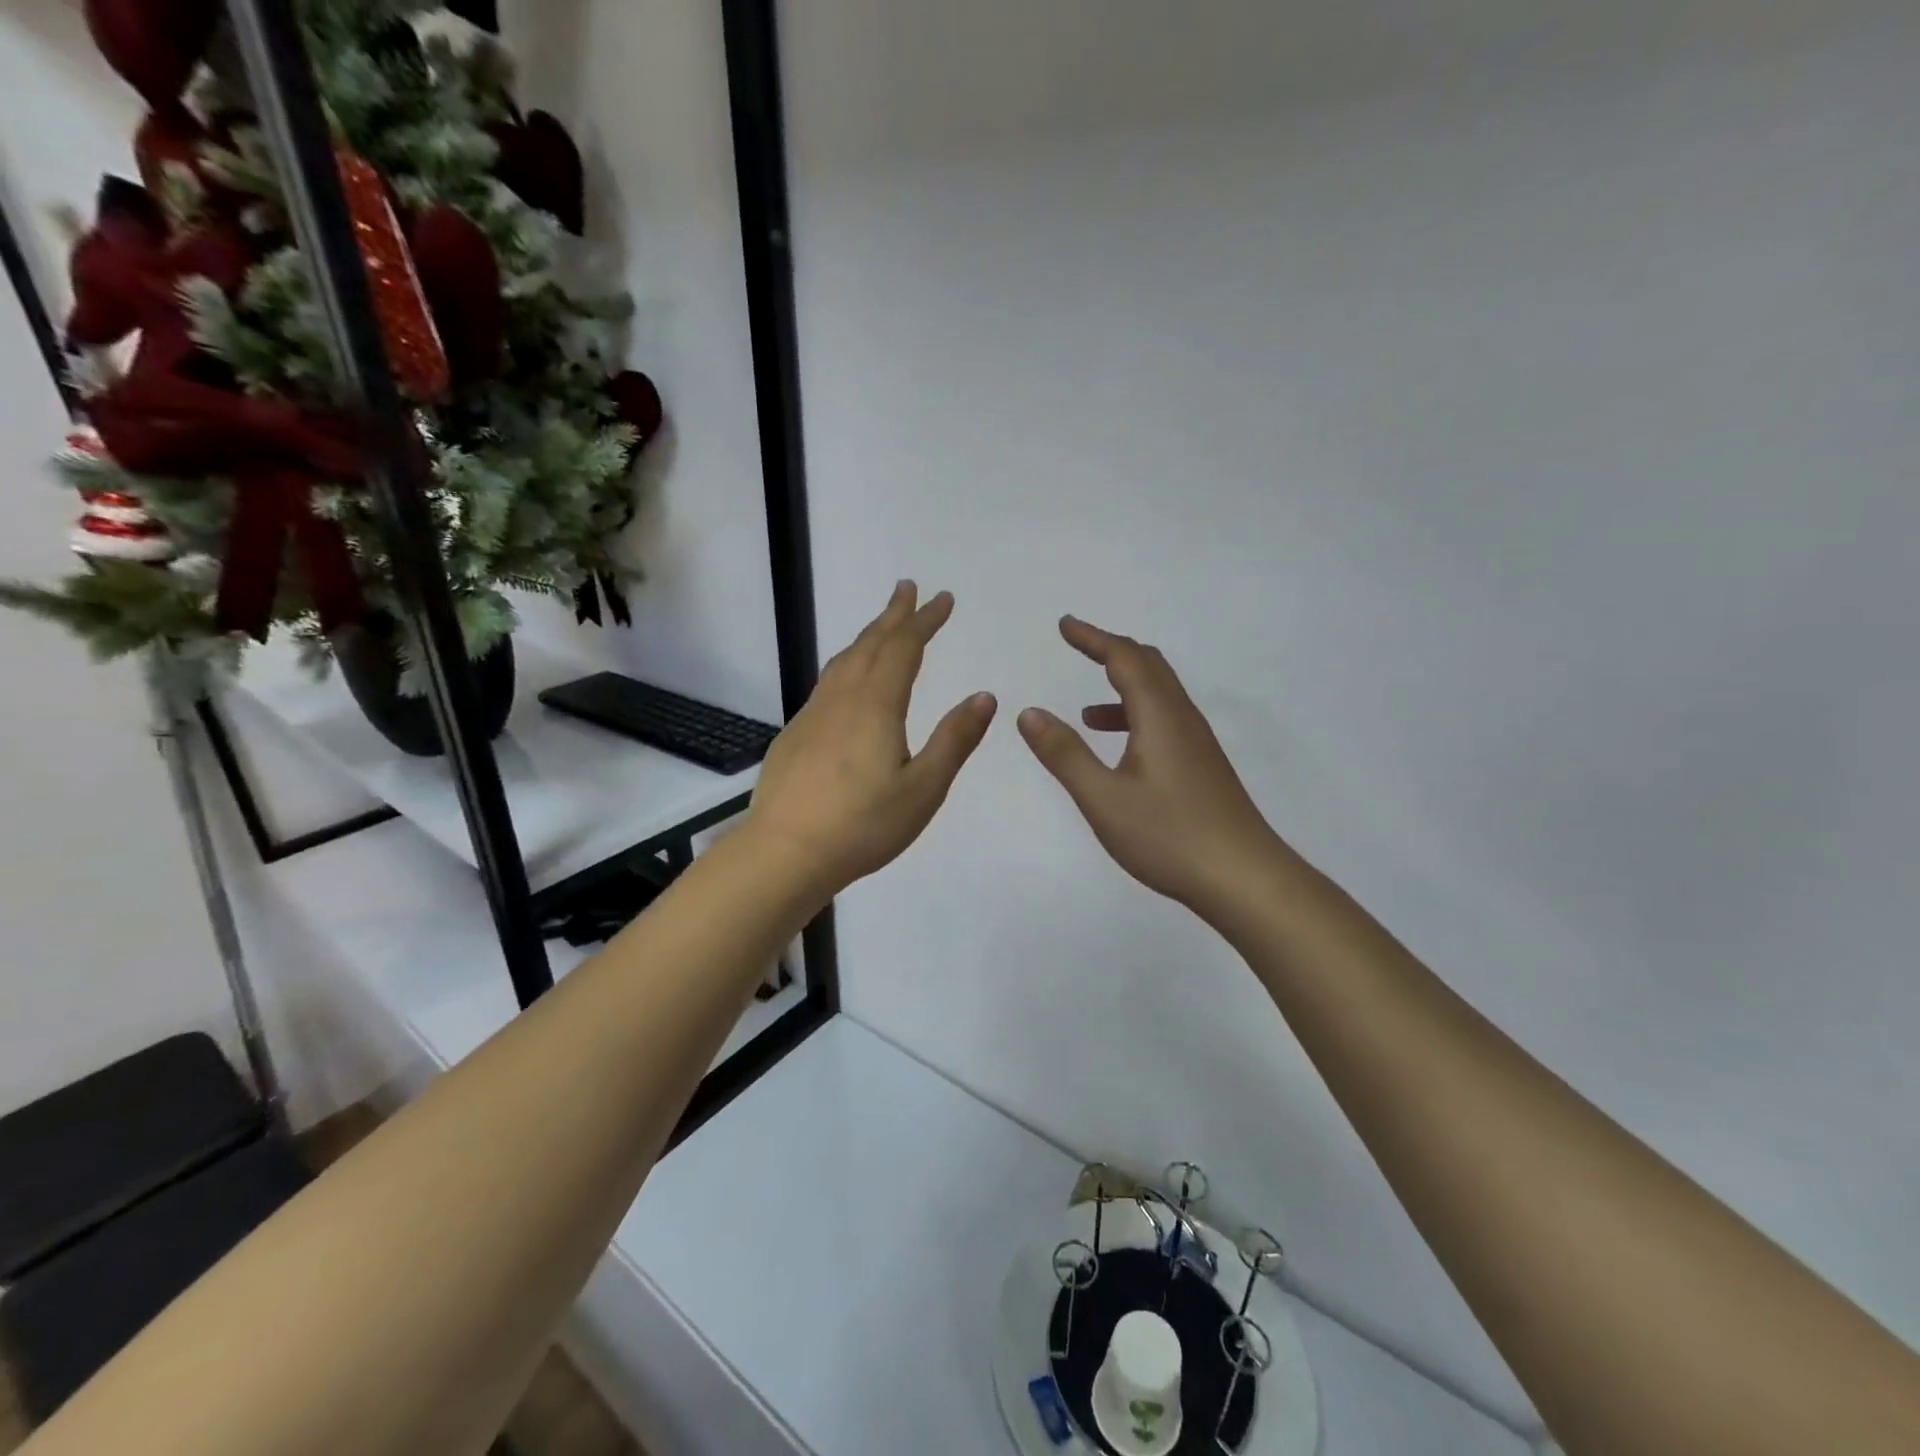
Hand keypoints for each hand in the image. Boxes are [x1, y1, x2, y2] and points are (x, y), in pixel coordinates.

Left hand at [747, 581, 995, 899]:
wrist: (784, 853)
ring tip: (882, 626)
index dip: (924, 620)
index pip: (903, 648)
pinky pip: (827, 683)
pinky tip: (848, 681)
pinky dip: (847, 664)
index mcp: (876, 706)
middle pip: (869, 644)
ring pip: (843, 661)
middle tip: (909, 589)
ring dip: (867, 636)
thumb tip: (984, 696)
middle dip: (893, 615)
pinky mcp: (795, 735)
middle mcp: (841, 699)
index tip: (942, 598)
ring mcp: (813, 715)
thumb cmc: (862, 825)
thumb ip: (954, 740)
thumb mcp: (923, 789)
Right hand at [1018, 616, 1288, 919]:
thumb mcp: (1103, 797)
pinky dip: (1135, 718)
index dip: (1093, 638)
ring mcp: (1197, 744)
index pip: (1124, 658)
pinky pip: (1165, 722)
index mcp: (1159, 716)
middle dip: (1110, 651)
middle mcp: (1182, 719)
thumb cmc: (1168, 836)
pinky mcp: (1202, 767)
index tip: (1064, 625)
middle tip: (1077, 646)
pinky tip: (1119, 752)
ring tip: (1085, 712)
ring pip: (1159, 696)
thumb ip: (1064, 753)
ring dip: (1122, 688)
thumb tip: (1029, 713)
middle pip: (1149, 666)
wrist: (1243, 878)